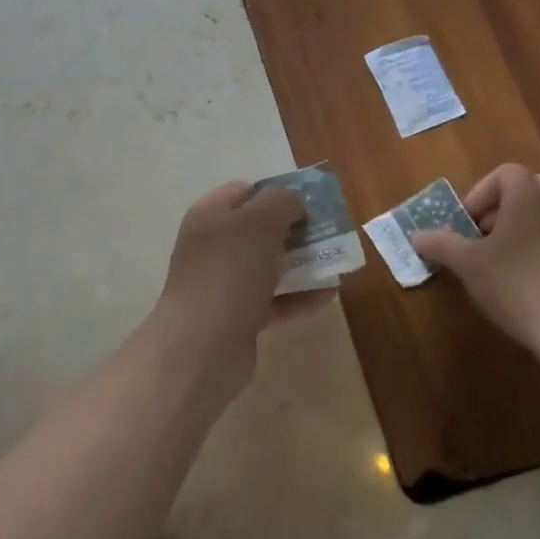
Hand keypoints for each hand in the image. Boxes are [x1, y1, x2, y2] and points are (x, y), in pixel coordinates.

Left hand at [149, 182, 337, 391]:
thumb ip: (281, 202)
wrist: (202, 347)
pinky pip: (273, 301)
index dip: (276, 193)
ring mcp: (223, 285)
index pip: (244, 192)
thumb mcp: (259, 222)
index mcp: (210, 216)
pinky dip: (299, 297)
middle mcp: (212, 247)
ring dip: (301, 264)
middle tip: (328, 233)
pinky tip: (329, 295)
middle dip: (294, 231)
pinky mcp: (237, 318)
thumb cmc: (230, 272)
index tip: (309, 203)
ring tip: (336, 263)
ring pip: (268, 267)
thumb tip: (293, 203)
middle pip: (258, 230)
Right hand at [411, 164, 539, 361]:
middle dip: (503, 208)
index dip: (481, 194)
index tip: (468, 225)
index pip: (505, 173)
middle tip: (485, 238)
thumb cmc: (516, 284)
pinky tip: (529, 283)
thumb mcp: (468, 264)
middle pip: (529, 189)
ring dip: (522, 229)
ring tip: (503, 263)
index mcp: (528, 196)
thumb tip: (416, 235)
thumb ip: (440, 244)